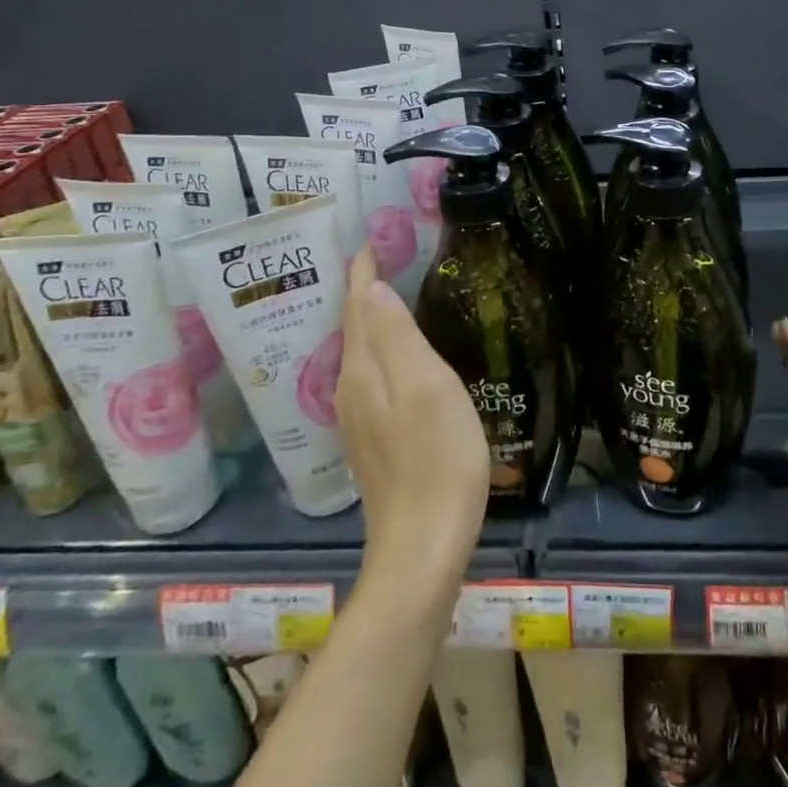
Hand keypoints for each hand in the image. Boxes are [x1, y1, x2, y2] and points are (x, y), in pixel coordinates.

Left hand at [337, 249, 488, 599]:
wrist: (423, 547)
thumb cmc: (436, 459)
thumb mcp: (425, 387)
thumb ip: (396, 336)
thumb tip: (370, 287)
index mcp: (362, 371)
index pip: (356, 305)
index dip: (362, 271)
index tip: (372, 239)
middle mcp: (351, 389)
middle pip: (352, 327)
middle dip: (362, 290)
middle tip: (383, 255)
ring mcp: (360, 419)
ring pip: (360, 353)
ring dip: (370, 319)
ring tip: (389, 292)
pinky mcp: (374, 440)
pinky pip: (371, 376)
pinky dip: (381, 349)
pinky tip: (399, 353)